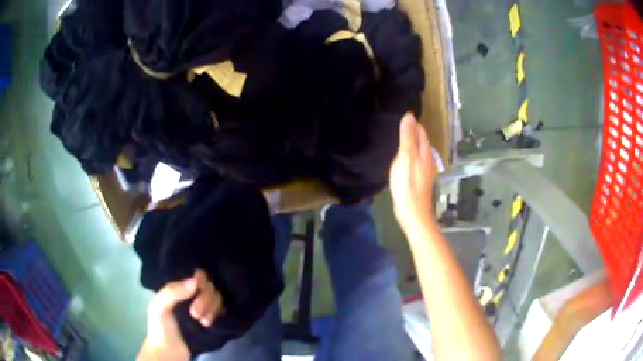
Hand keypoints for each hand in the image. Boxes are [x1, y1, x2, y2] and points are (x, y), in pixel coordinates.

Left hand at [137, 269, 222, 360]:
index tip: (198, 288)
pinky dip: (217, 315)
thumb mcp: (159, 307)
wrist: (169, 353)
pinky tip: (208, 323)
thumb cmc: (160, 327)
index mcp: (178, 288)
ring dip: (212, 308)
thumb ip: (173, 292)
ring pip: (217, 298)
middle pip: (208, 287)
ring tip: (203, 322)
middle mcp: (192, 295)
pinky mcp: (211, 320)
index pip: (195, 276)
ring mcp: (203, 308)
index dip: (200, 279)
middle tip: (195, 315)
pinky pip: (221, 311)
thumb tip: (195, 281)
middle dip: (205, 299)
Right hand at [389, 113, 436, 232]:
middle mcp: (428, 159)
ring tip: (401, 139)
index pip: (421, 131)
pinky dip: (412, 155)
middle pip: (422, 141)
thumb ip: (407, 137)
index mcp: (424, 151)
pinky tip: (405, 159)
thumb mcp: (405, 157)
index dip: (413, 123)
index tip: (402, 115)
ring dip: (413, 143)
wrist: (413, 212)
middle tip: (400, 125)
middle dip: (414, 131)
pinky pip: (417, 161)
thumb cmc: (407, 184)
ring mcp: (426, 170)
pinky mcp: (421, 180)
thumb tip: (409, 116)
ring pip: (420, 151)